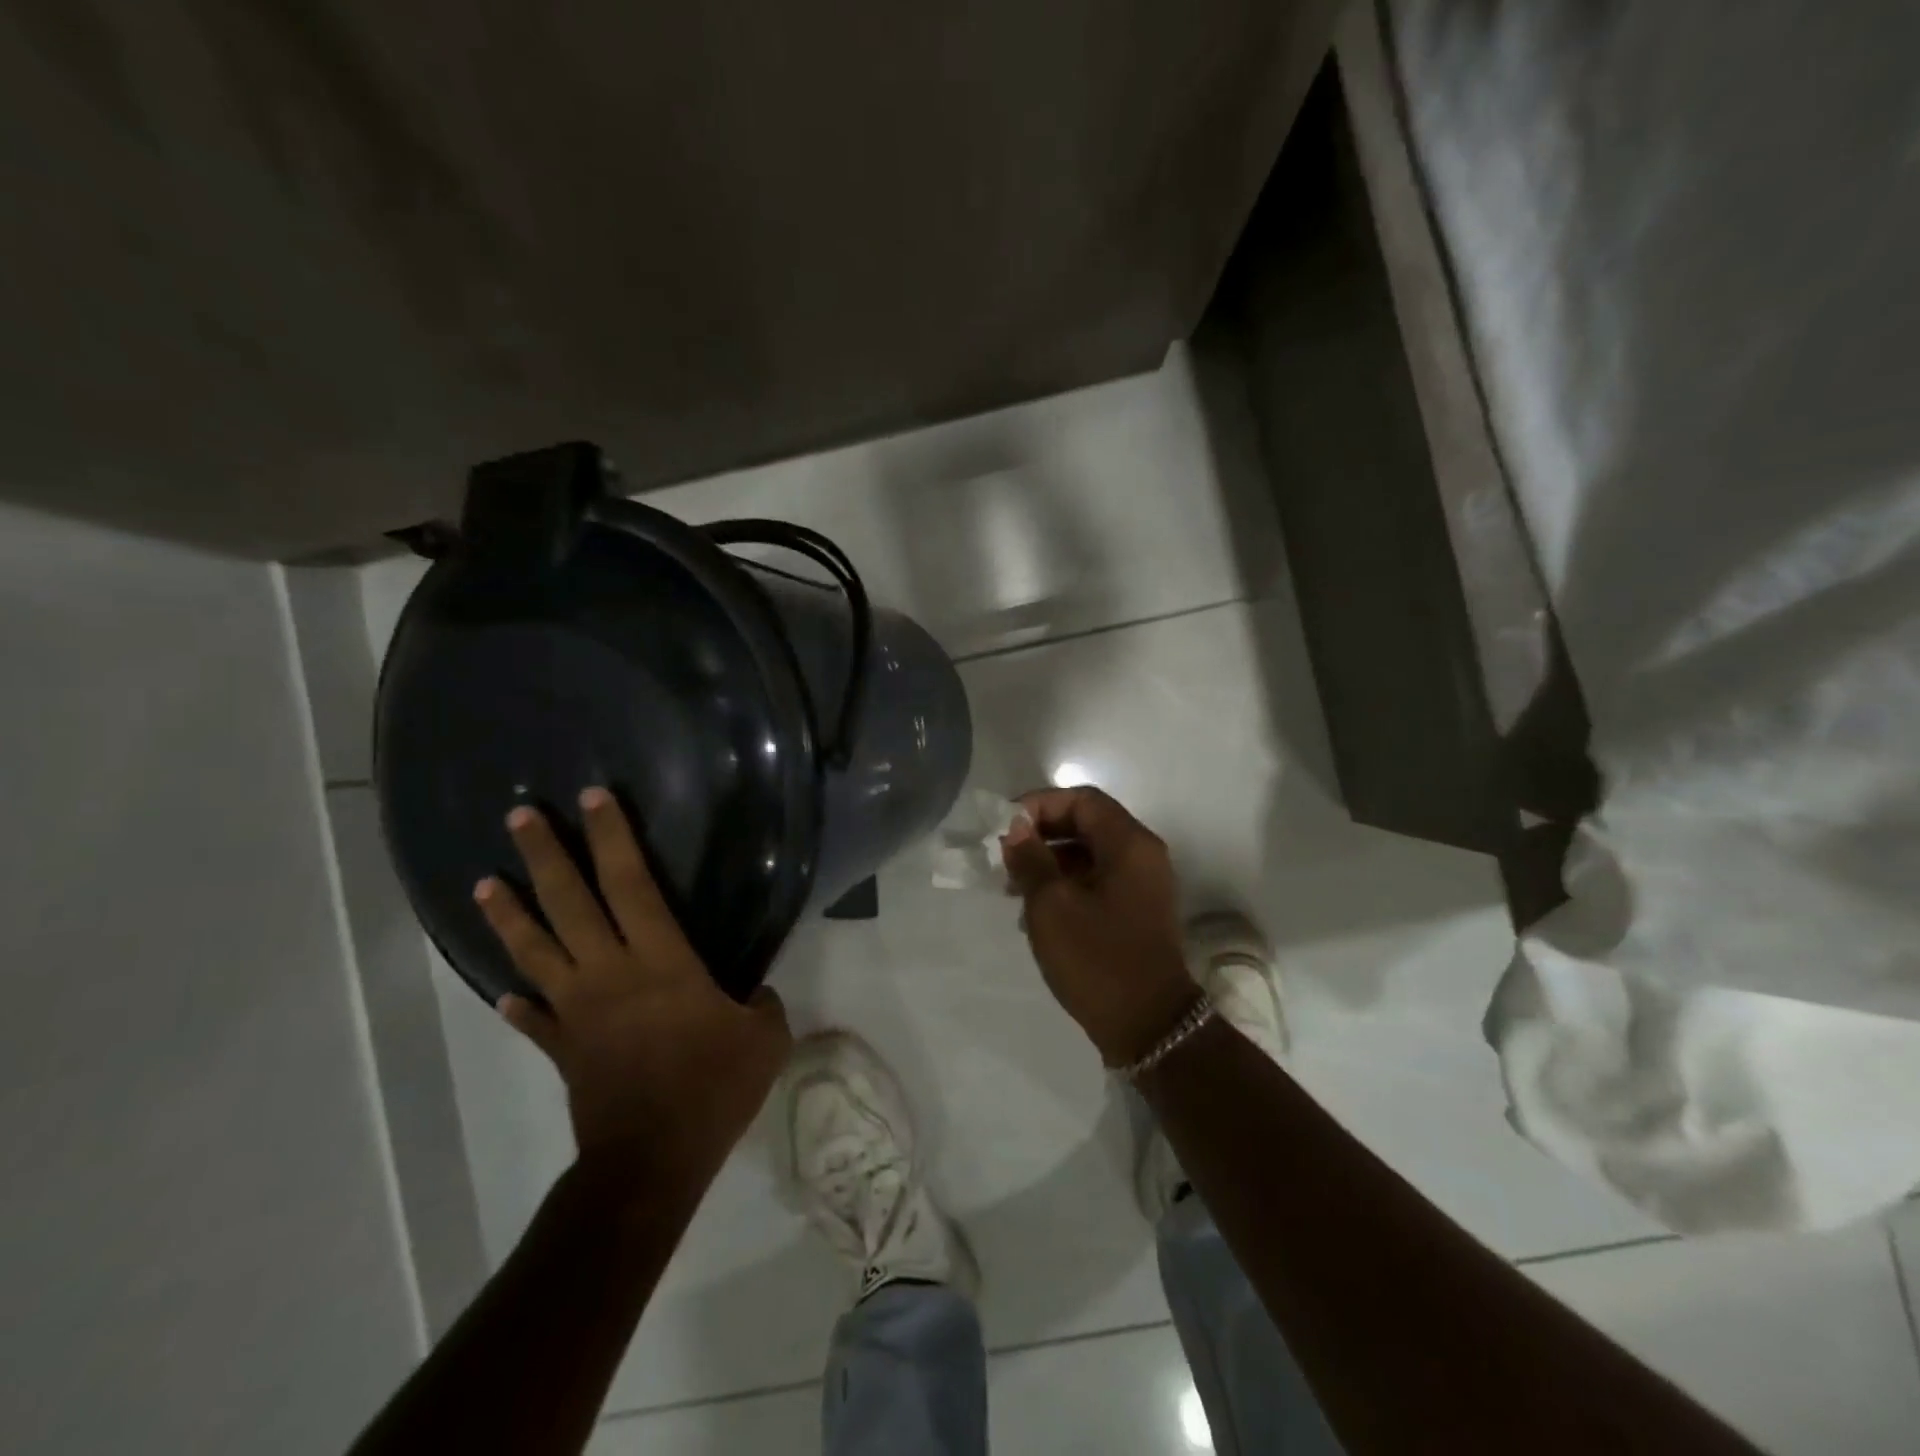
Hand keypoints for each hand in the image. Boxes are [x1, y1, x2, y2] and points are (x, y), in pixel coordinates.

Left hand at [474, 788, 791, 1196]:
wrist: (651, 1160)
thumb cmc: (712, 1087)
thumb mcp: (764, 1038)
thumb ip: (762, 1003)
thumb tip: (752, 994)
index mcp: (659, 960)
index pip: (631, 883)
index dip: (612, 837)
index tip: (593, 798)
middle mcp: (609, 973)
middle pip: (569, 902)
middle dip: (545, 855)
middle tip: (520, 816)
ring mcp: (577, 1011)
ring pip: (534, 951)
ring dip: (509, 914)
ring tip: (484, 883)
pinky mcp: (563, 1048)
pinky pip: (533, 1018)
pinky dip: (517, 1003)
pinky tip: (503, 993)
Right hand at [1000, 787, 1199, 1066]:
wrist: (1149, 1027)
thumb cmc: (1098, 959)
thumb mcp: (1052, 905)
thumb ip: (1031, 858)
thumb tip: (1016, 827)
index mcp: (1129, 844)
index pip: (1082, 800)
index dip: (1040, 805)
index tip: (1005, 828)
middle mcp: (1142, 855)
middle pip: (1087, 823)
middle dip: (1042, 834)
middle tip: (1005, 857)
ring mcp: (1142, 885)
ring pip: (1089, 854)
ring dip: (1050, 861)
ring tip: (1013, 886)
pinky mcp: (1136, 911)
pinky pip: (1097, 880)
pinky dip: (1066, 884)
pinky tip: (1036, 909)